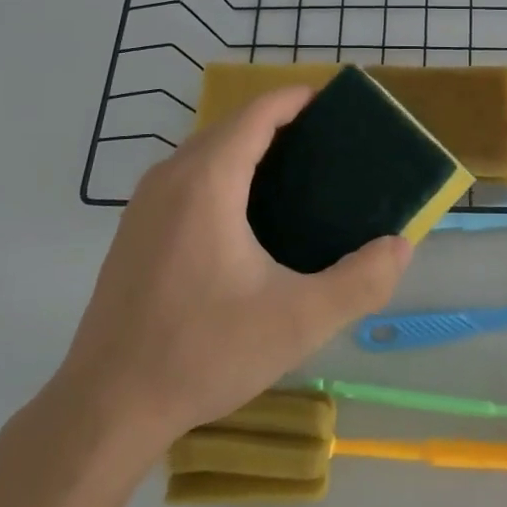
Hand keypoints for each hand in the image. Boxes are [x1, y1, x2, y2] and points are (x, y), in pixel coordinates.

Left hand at [49, 88, 412, 447]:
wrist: (106, 408)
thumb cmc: (202, 352)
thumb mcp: (298, 321)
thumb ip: (360, 281)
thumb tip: (400, 246)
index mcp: (207, 182)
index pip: (257, 113)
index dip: (297, 99)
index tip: (336, 103)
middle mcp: (171, 178)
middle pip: (231, 126)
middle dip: (280, 122)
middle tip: (330, 145)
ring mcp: (145, 204)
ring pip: (205, 152)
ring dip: (250, 147)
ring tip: (298, 174)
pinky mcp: (134, 231)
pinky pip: (187, 177)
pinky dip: (224, 172)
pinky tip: (249, 216)